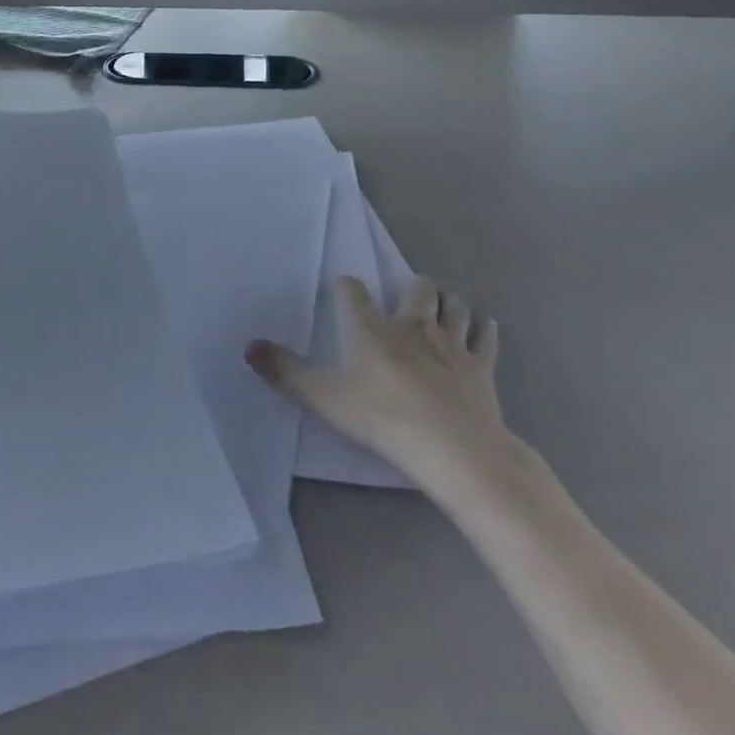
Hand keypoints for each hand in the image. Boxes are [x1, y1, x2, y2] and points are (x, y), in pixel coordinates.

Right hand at [248, 276, 512, 497]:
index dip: (346, 286)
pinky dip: (485, 330)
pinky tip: (485, 325)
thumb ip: (285, 372)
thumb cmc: (384, 418)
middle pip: (417, 289)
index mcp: (370, 329)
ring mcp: (451, 344)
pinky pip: (486, 340)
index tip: (342, 286)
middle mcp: (411, 325)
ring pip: (453, 307)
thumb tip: (248, 347)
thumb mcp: (324, 398)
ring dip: (448, 302)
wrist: (456, 450)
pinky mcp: (481, 368)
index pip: (353, 291)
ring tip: (444, 302)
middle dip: (412, 285)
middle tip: (407, 289)